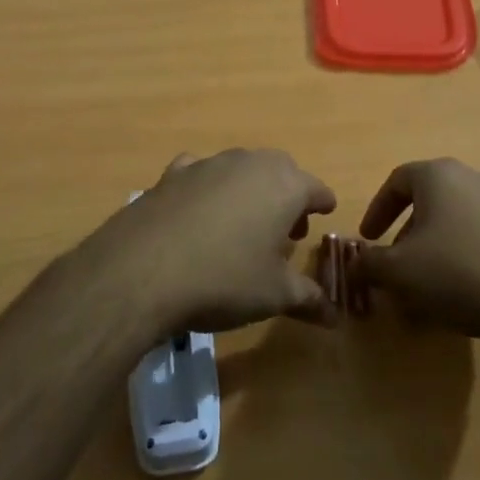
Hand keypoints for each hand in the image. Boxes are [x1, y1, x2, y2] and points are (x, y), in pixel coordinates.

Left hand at [76, 149, 336, 334]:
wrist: (143, 269)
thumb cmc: (225, 278)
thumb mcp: (274, 295)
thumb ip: (309, 298)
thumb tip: (336, 317)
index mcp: (285, 185)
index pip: (317, 189)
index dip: (322, 205)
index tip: (323, 215)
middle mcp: (250, 163)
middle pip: (281, 173)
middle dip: (288, 197)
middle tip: (286, 231)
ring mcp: (208, 164)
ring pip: (241, 170)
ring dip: (250, 191)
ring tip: (244, 227)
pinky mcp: (172, 174)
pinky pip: (201, 174)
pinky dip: (207, 188)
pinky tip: (199, 213)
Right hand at [355, 158, 479, 346]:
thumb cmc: (458, 273)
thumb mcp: (399, 272)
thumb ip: (369, 263)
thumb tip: (355, 263)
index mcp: (439, 175)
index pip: (397, 181)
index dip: (377, 211)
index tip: (368, 240)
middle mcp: (474, 177)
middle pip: (429, 200)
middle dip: (407, 234)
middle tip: (397, 267)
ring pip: (457, 220)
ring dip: (436, 248)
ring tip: (430, 286)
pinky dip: (466, 257)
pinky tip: (466, 293)